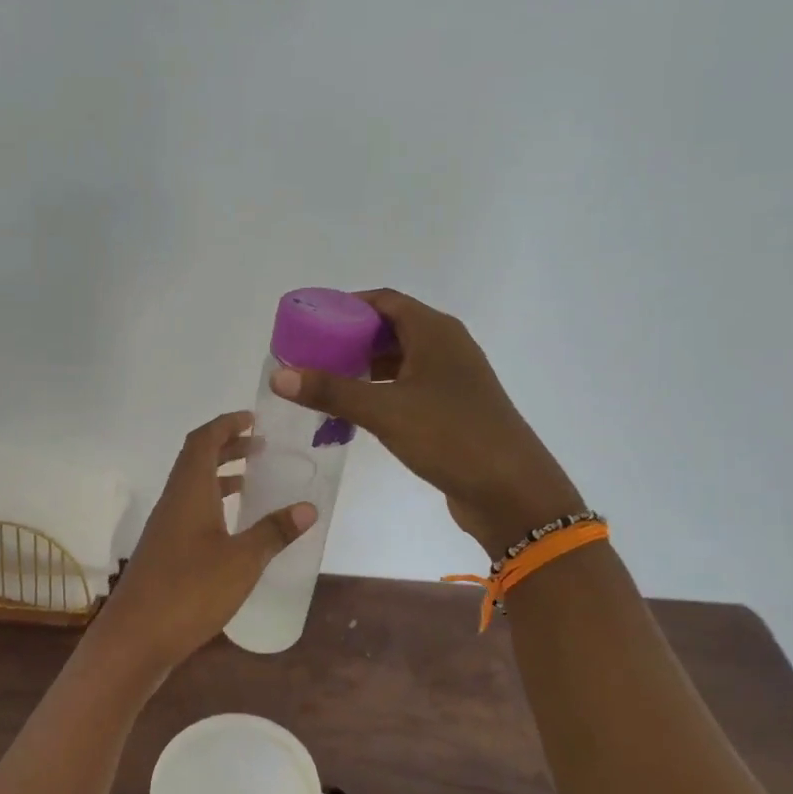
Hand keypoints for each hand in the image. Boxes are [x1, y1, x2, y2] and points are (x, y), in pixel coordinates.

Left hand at [89, 412, 314, 676]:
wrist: (135, 638)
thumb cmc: (189, 591)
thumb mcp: (242, 561)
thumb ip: (274, 532)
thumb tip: (308, 507)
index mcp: (189, 491)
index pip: (203, 440)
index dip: (226, 424)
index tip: (253, 418)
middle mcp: (173, 502)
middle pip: (196, 460)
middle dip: (227, 447)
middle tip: (260, 446)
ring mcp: (164, 528)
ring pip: (192, 487)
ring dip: (220, 476)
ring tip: (252, 481)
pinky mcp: (164, 552)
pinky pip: (190, 511)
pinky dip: (213, 504)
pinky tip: (232, 527)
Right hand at [270, 290, 583, 556]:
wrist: (513, 492)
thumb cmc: (451, 437)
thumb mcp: (385, 411)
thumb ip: (331, 390)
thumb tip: (279, 375)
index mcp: (435, 332)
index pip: (383, 301)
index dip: (345, 306)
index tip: (309, 322)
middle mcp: (446, 347)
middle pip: (390, 329)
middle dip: (349, 339)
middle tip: (309, 356)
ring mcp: (452, 380)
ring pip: (399, 362)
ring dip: (363, 369)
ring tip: (323, 383)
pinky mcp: (452, 409)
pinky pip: (408, 388)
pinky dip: (380, 393)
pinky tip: (355, 412)